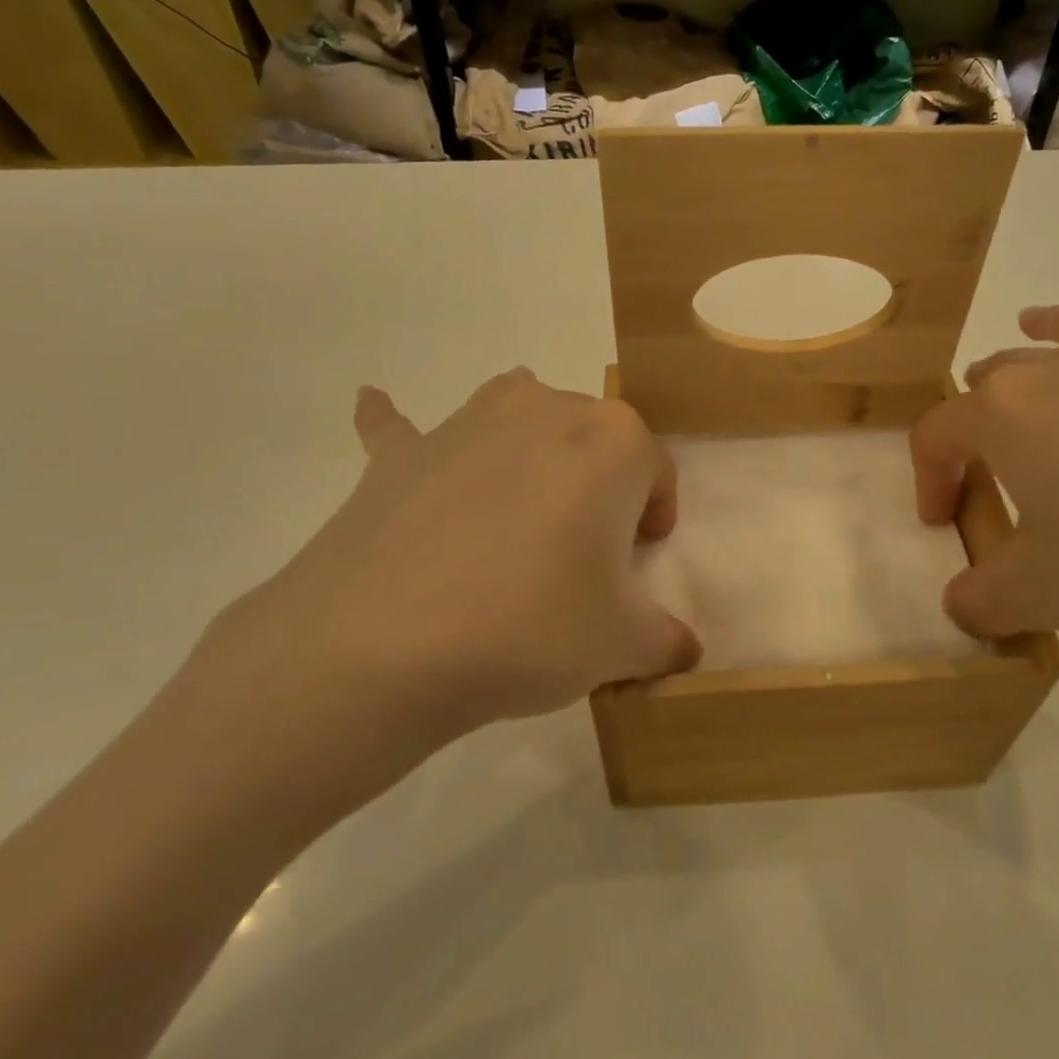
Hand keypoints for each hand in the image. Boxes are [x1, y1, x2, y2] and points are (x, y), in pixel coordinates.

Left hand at [170, 369, 698, 836]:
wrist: (383, 645)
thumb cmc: (531, 626)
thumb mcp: (623, 644)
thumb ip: (667, 640)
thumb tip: (682, 650)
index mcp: (612, 440)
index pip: (656, 469)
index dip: (654, 515)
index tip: (637, 559)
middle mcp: (546, 409)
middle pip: (592, 438)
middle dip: (599, 485)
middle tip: (581, 552)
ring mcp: (467, 422)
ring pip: (517, 415)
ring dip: (529, 447)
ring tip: (520, 505)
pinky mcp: (401, 454)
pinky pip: (405, 429)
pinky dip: (403, 429)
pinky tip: (376, 408)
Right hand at [911, 227, 1058, 697]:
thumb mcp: (1044, 596)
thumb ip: (983, 600)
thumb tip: (963, 608)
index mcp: (1005, 414)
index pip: (940, 436)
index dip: (930, 479)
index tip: (943, 524)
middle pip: (996, 381)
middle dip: (978, 421)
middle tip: (989, 473)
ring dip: (1041, 329)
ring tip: (1026, 324)